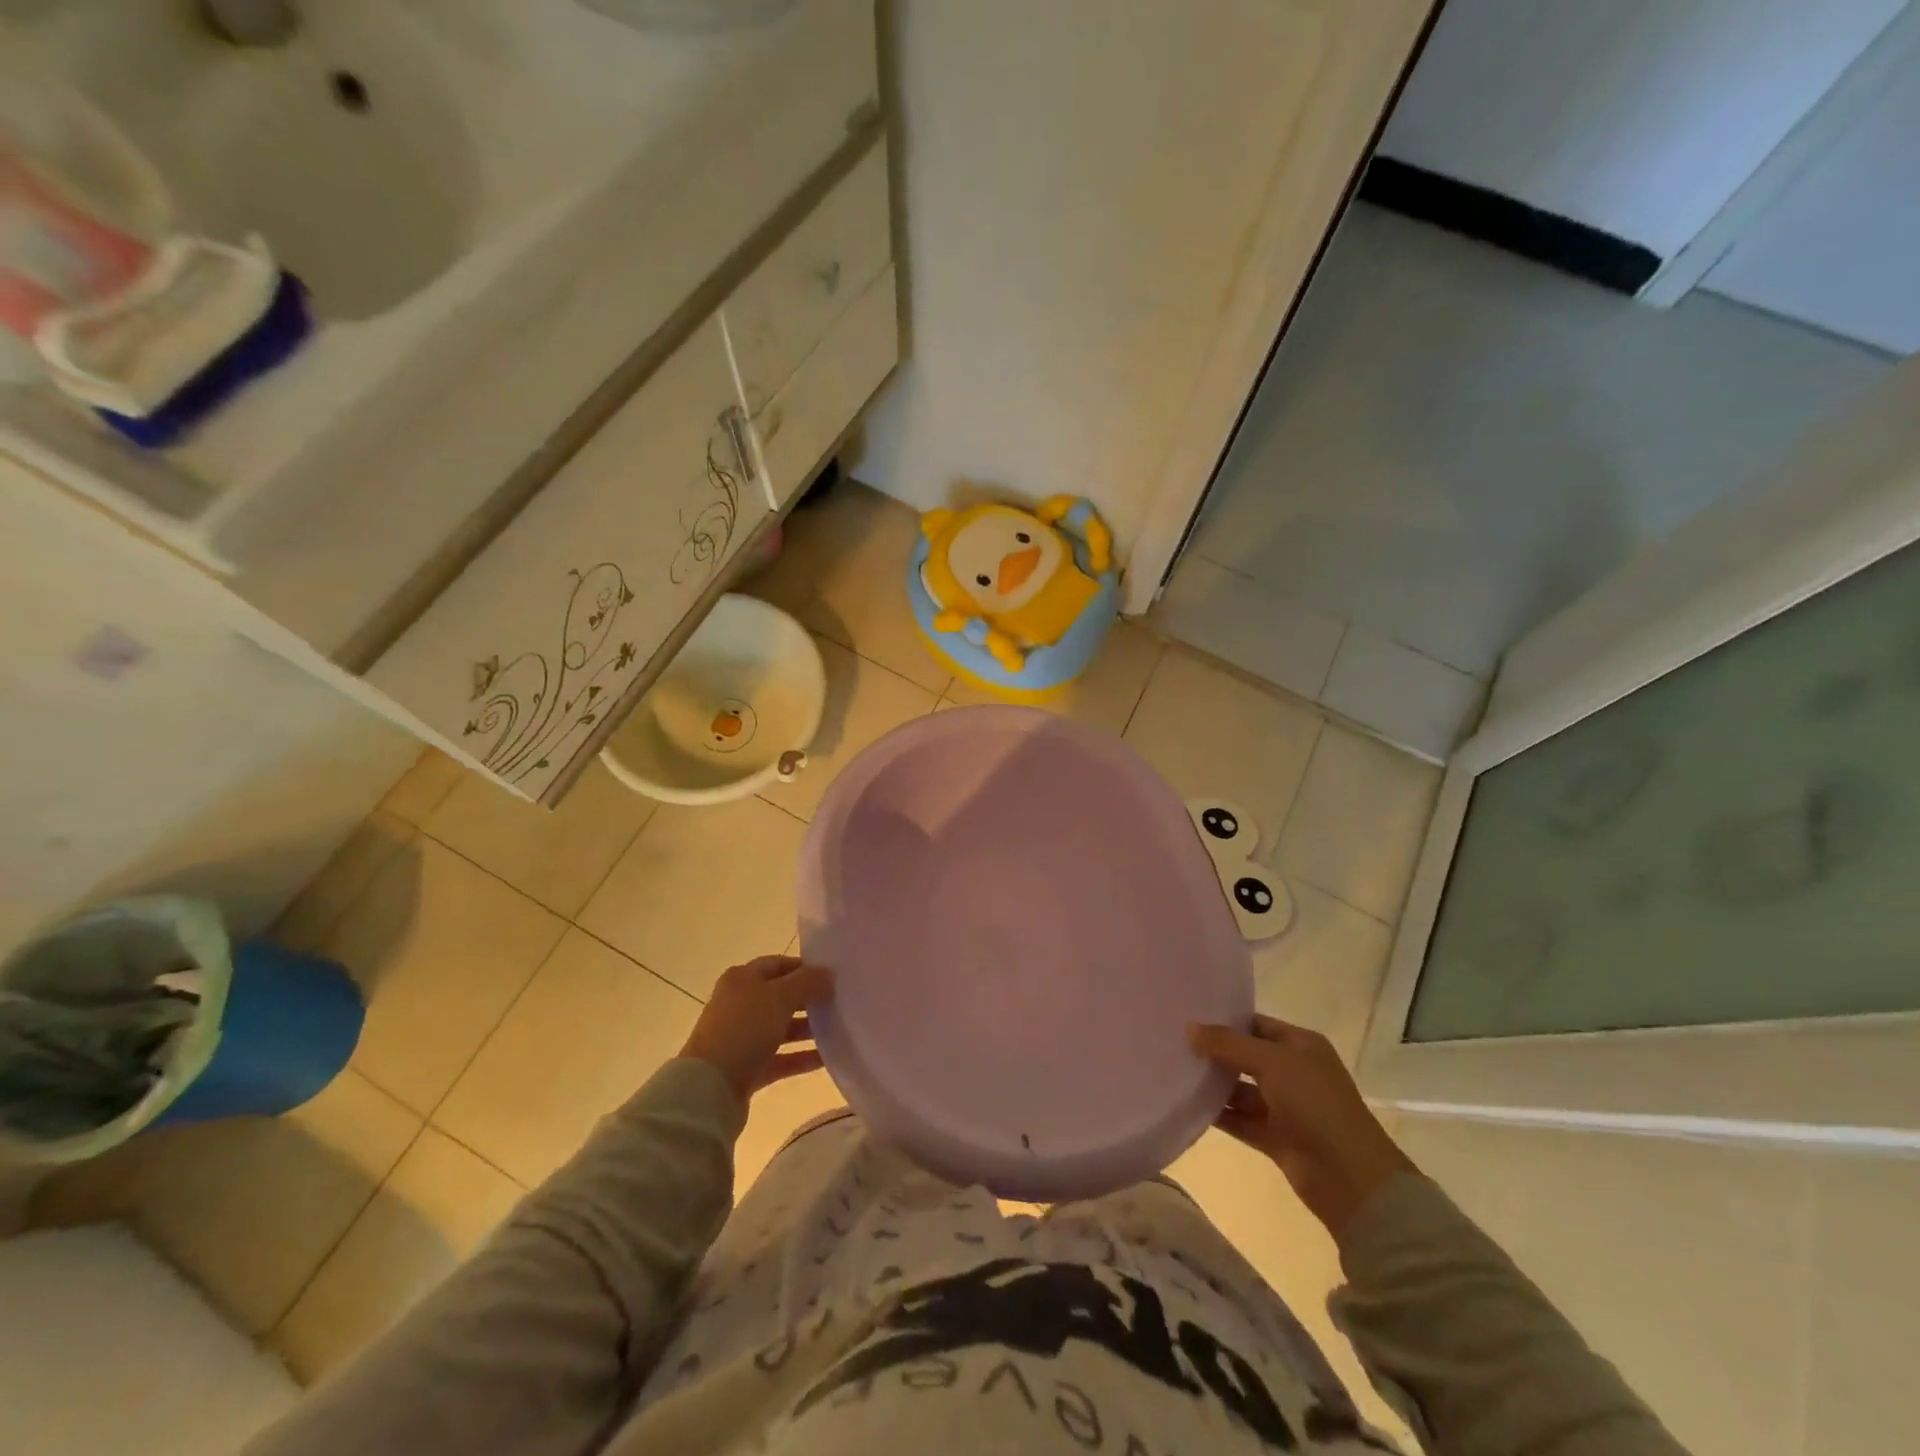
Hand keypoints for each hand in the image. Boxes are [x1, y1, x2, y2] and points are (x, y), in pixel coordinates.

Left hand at [681, 956, 832, 1106]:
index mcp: (742, 979)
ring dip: (808, 1029)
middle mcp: (740, 1004)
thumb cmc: (744, 1029)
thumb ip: (807, 982)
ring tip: (839, 1030)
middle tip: (839, 1003)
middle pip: (781, 996)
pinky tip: (827, 1058)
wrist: (709, 1088)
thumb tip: (828, 973)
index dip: (805, 968)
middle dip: (809, 999)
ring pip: (782, 1028)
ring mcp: (742, 1038)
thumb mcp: (780, 996)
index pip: (779, 965)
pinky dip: (801, 1057)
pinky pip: (780, 1058)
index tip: (833, 976)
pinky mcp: (747, 1068)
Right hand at [1189, 1014, 1415, 1242]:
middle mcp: (1293, 1072)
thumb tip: (1189, 1028)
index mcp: (1301, 1046)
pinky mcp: (1276, 1137)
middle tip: (1174, 1043)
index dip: (1225, 1020)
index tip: (1188, 1017)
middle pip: (1246, 1056)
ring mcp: (1285, 1107)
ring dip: (1214, 1084)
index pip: (1256, 1024)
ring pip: (1241, 1089)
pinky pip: (1241, 1119)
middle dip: (1215, 1052)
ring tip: (1174, 1072)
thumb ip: (1228, 1044)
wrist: (1350, 1178)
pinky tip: (1188, 1105)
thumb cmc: (1315, 1104)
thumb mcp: (1271, 1062)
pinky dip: (1219, 1114)